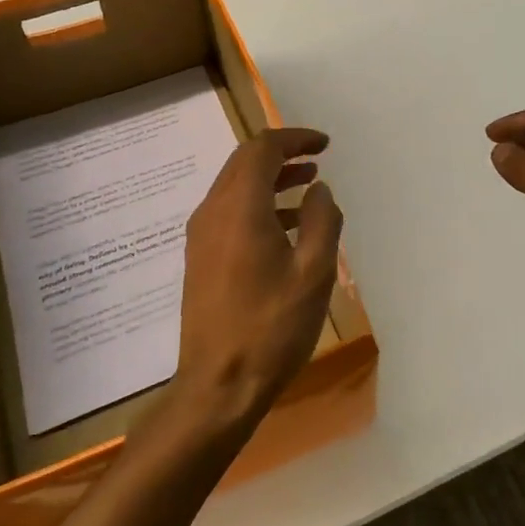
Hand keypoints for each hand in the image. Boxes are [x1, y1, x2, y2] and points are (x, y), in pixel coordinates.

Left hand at [173, 127, 343, 432]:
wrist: (218, 386)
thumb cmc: (271, 327)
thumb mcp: (314, 273)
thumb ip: (322, 221)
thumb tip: (319, 189)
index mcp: (240, 208)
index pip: (262, 149)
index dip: (294, 139)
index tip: (324, 145)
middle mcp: (213, 212)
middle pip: (244, 162)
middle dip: (281, 154)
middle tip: (317, 159)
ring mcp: (201, 236)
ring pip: (235, 186)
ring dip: (270, 178)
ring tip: (307, 186)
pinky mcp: (200, 257)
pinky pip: (229, 211)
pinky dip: (258, 203)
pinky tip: (286, 227)